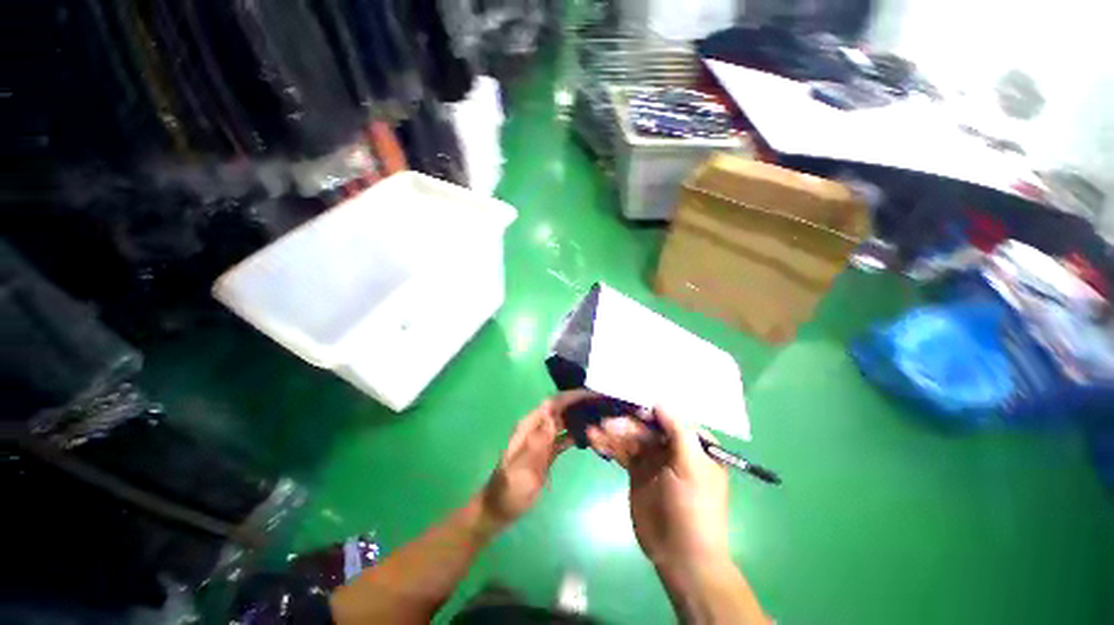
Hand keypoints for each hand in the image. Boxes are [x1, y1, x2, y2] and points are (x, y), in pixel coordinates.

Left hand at [479, 391, 588, 528]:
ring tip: (601, 415)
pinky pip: (565, 437)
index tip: (591, 394)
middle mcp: (537, 428)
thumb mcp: (520, 469)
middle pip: (560, 409)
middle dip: (579, 403)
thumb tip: (552, 416)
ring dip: (580, 416)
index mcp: (528, 426)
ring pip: (564, 421)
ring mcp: (543, 440)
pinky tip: (591, 435)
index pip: (552, 404)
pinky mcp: (548, 451)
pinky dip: (577, 433)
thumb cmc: (508, 491)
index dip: (570, 396)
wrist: (499, 509)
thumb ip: (536, 443)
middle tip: (602, 402)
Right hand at [586, 407, 729, 570]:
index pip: (668, 416)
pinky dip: (608, 445)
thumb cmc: (693, 508)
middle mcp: (672, 445)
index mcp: (692, 442)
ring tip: (593, 430)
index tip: (626, 405)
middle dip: (624, 424)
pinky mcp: (636, 470)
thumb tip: (659, 401)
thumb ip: (678, 430)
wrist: (680, 556)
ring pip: (631, 437)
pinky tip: (594, 439)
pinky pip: (622, 451)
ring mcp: (653, 458)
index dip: (647, 409)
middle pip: (645, 425)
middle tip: (604, 423)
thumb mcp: (692, 467)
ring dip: (612, 433)